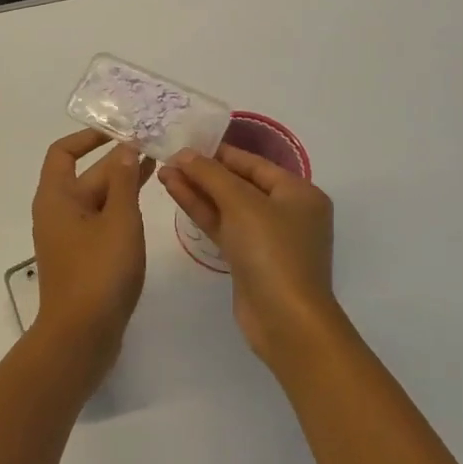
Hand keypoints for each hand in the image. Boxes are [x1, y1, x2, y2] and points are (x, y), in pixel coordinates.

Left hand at [31, 131, 154, 381]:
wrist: (81, 337)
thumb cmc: (98, 273)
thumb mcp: (119, 221)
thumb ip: (123, 182)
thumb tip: (124, 149)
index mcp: (56, 197)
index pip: (64, 151)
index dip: (88, 137)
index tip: (118, 130)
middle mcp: (56, 212)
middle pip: (84, 175)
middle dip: (116, 161)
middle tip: (152, 147)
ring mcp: (68, 237)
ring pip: (95, 200)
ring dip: (121, 184)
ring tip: (156, 169)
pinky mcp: (81, 257)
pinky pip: (99, 222)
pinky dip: (119, 209)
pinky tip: (144, 207)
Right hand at [159, 145, 339, 371]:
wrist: (286, 321)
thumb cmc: (272, 251)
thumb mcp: (241, 203)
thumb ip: (211, 174)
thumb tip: (185, 153)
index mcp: (299, 193)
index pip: (253, 163)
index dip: (218, 152)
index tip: (185, 143)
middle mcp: (287, 212)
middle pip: (239, 183)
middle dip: (204, 172)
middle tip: (168, 159)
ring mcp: (267, 238)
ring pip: (227, 206)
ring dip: (197, 190)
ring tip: (163, 173)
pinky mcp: (249, 259)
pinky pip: (223, 226)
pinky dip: (201, 211)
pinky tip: (176, 193)